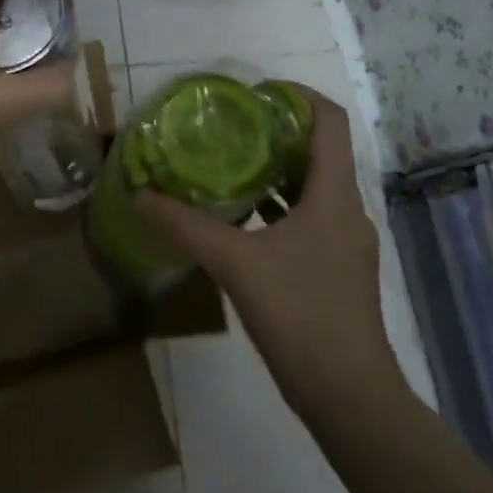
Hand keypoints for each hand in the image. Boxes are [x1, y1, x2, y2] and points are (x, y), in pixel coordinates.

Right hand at [137, 91, 405, 416]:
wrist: (351, 400)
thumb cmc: (301, 317)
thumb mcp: (236, 265)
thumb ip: (187, 226)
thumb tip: (141, 195)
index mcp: (334, 195)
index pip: (330, 121)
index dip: (298, 95)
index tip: (256, 93)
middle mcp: (347, 209)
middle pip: (319, 149)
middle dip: (277, 131)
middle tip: (230, 125)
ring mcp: (347, 240)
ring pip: (314, 185)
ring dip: (276, 169)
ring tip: (230, 162)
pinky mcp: (339, 267)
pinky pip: (310, 215)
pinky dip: (280, 204)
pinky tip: (244, 216)